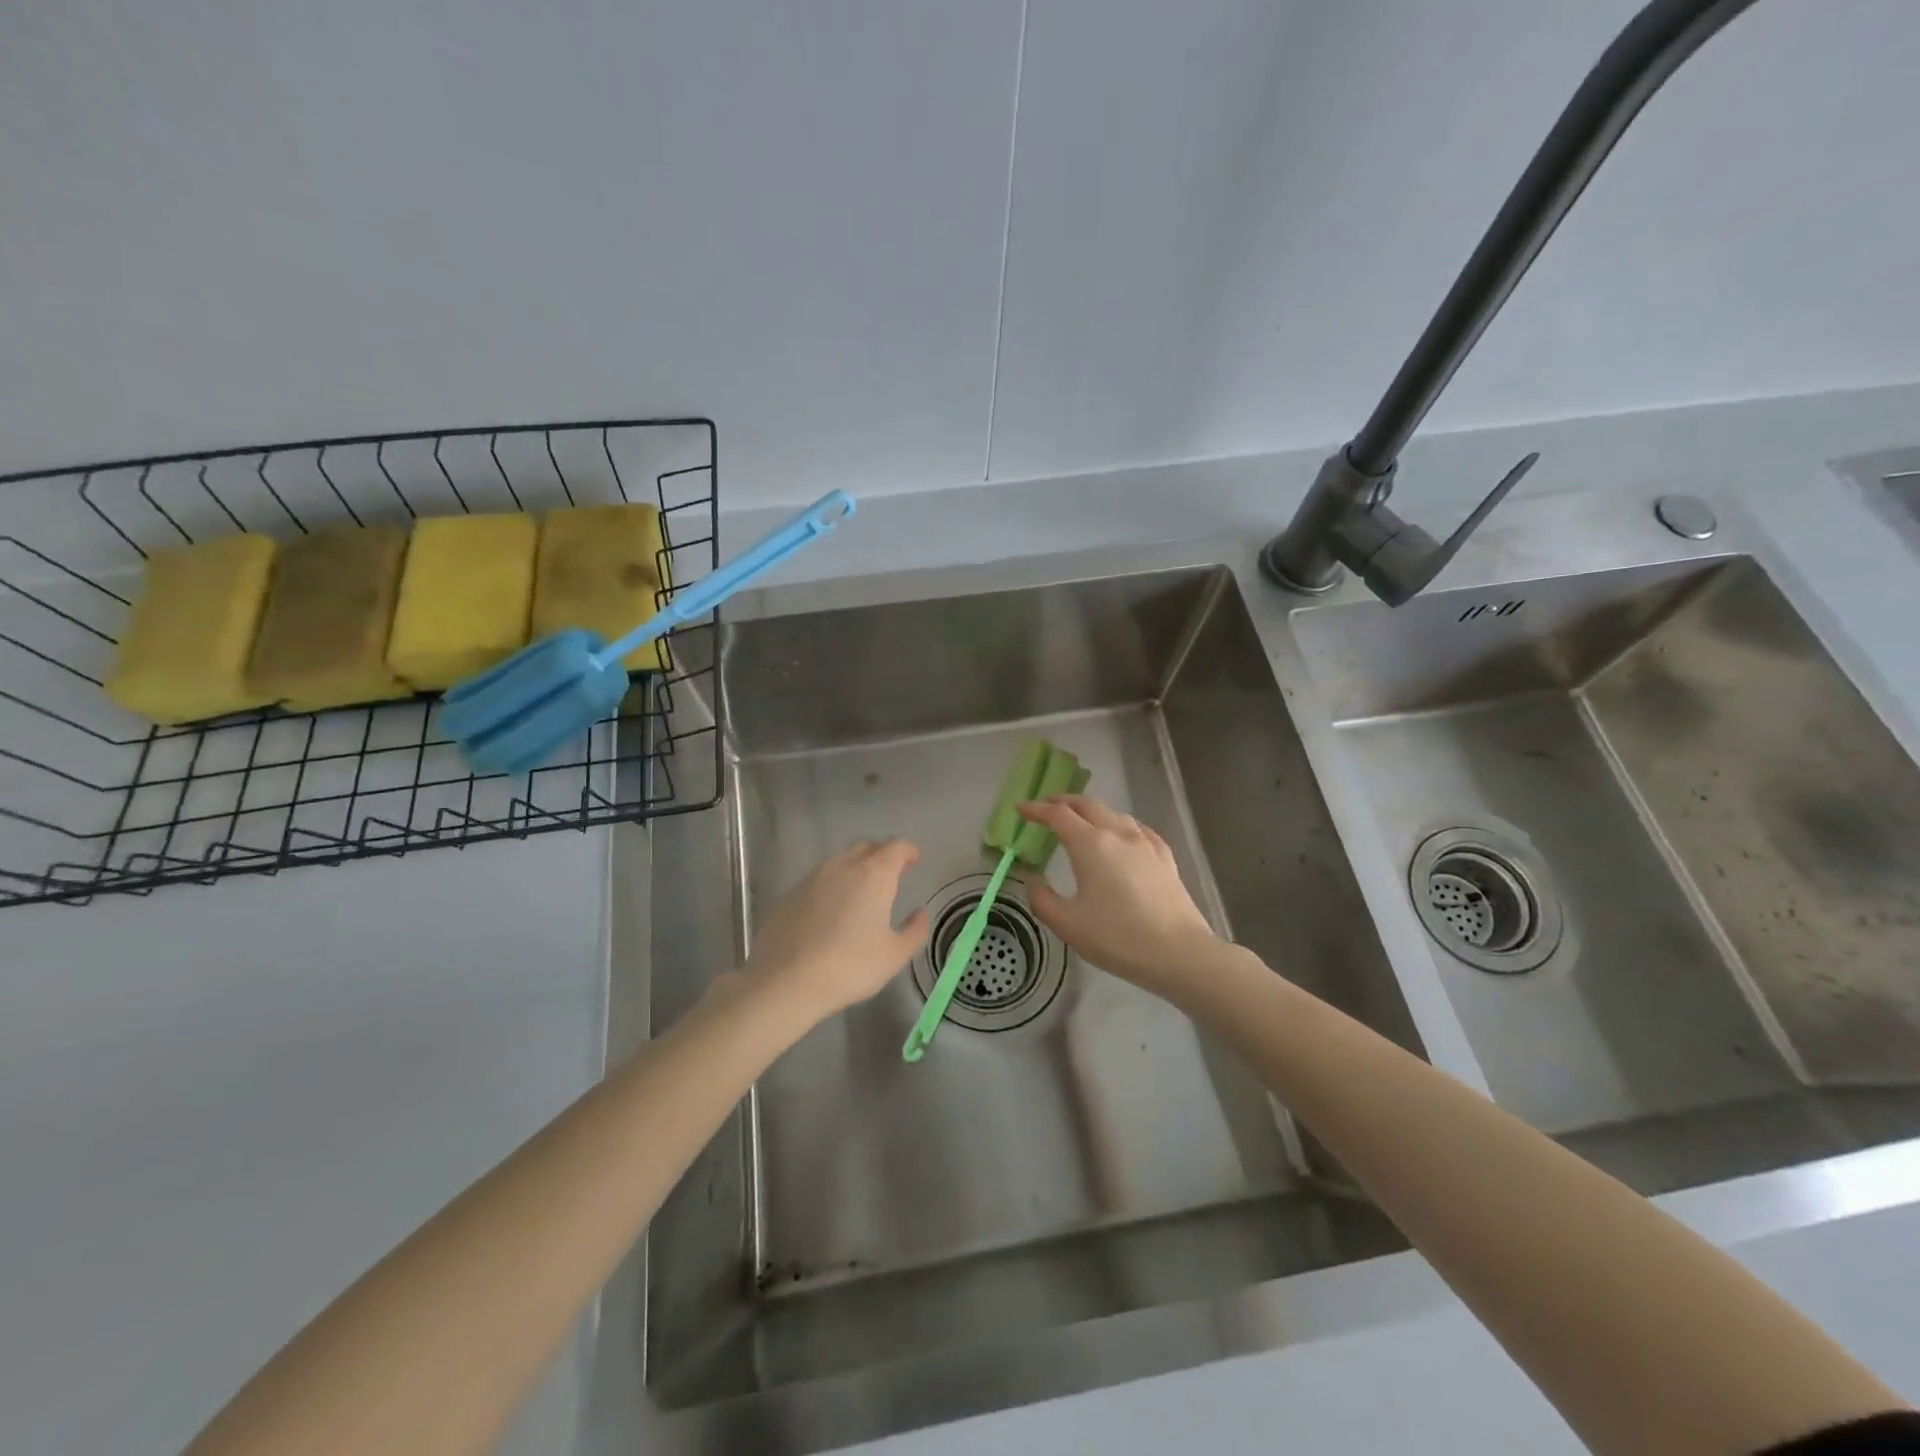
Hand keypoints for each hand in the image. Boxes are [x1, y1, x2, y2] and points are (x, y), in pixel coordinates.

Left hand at [740, 839, 929, 1020]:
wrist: (786, 981)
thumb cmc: (850, 966)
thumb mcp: (894, 955)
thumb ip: (915, 930)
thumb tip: (920, 912)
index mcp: (874, 874)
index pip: (896, 847)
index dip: (907, 851)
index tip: (913, 860)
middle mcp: (843, 866)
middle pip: (866, 847)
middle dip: (881, 855)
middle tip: (890, 875)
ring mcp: (812, 878)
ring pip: (839, 861)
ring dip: (854, 869)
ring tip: (860, 893)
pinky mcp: (790, 894)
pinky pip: (817, 880)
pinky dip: (831, 886)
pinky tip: (829, 911)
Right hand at [1016, 795, 1218, 996]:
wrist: (1179, 953)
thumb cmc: (1117, 938)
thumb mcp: (1068, 924)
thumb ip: (1042, 899)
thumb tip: (1034, 880)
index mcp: (1090, 844)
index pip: (1058, 815)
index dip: (1036, 809)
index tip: (1021, 809)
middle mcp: (1118, 834)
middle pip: (1088, 805)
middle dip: (1063, 802)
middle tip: (1047, 807)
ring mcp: (1146, 844)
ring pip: (1115, 814)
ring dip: (1092, 812)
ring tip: (1082, 822)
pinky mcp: (1165, 859)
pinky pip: (1139, 830)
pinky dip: (1122, 825)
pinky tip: (1125, 836)